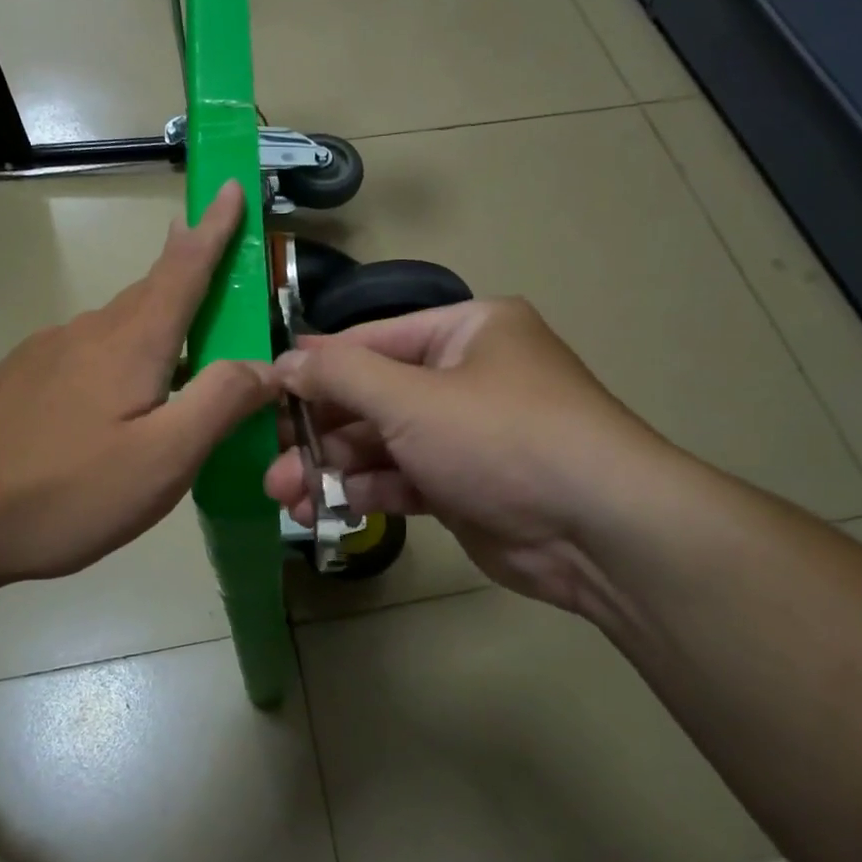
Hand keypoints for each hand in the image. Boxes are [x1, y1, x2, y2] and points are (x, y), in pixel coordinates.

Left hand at [0, 182, 274, 588]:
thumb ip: (221, 403)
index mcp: (131, 342)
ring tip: (178, 347)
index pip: (184, 268)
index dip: (214, 228)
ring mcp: (46, 355)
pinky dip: (120, 356)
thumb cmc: (66, 490)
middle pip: (150, 291)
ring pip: (117, 326)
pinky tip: (115, 398)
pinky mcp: (21, 381)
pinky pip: (87, 354)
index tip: (231, 186)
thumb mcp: (163, 458)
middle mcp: (88, 333)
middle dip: (186, 267)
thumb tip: (268, 365)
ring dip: (155, 321)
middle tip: (214, 257)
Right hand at [265, 298, 676, 614]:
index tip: (264, 394)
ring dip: (335, 468)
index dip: (316, 367)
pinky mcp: (468, 485)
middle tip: (271, 465)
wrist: (597, 529)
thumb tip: (284, 361)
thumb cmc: (501, 437)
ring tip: (286, 496)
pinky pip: (406, 479)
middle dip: (320, 431)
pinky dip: (369, 491)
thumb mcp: (412, 397)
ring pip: (385, 444)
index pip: (371, 340)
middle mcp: (468, 375)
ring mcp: (469, 434)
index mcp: (466, 331)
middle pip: (374, 397)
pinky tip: (328, 508)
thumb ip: (341, 376)